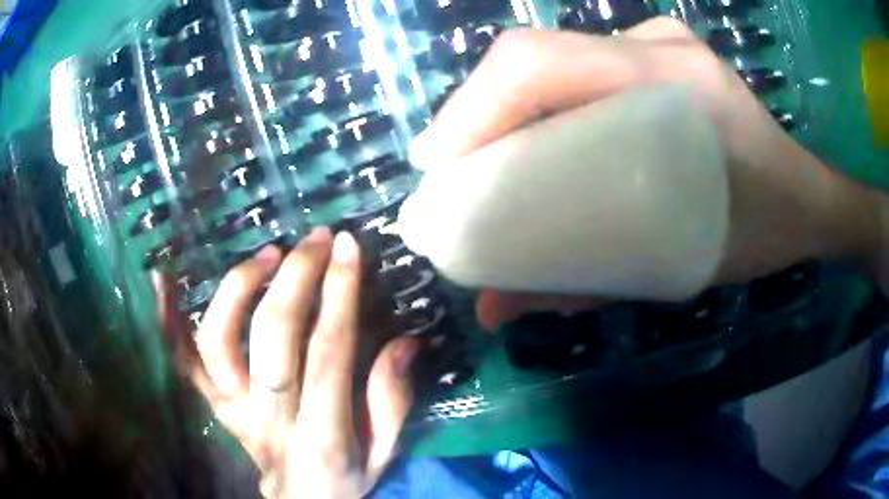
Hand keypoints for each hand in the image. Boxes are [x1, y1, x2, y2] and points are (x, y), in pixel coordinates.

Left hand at [155, 229, 417, 497]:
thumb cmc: (345, 478)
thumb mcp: (384, 452)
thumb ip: (392, 401)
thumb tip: (404, 342)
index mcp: (322, 436)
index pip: (328, 352)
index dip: (338, 294)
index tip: (348, 247)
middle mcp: (268, 419)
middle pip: (271, 338)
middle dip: (296, 278)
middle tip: (316, 240)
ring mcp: (231, 409)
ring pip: (218, 341)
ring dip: (239, 289)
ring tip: (268, 255)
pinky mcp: (212, 404)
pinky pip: (181, 362)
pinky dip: (167, 321)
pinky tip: (161, 279)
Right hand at [408, 17, 884, 328]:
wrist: (806, 198)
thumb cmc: (760, 233)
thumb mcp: (678, 266)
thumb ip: (585, 284)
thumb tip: (493, 309)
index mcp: (673, 81)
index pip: (539, 63)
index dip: (472, 107)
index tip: (437, 165)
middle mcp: (657, 44)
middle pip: (536, 55)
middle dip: (479, 111)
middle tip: (453, 170)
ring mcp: (657, 41)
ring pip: (553, 57)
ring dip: (507, 106)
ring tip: (484, 157)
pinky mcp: (657, 52)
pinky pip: (580, 64)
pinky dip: (544, 99)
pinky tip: (535, 136)